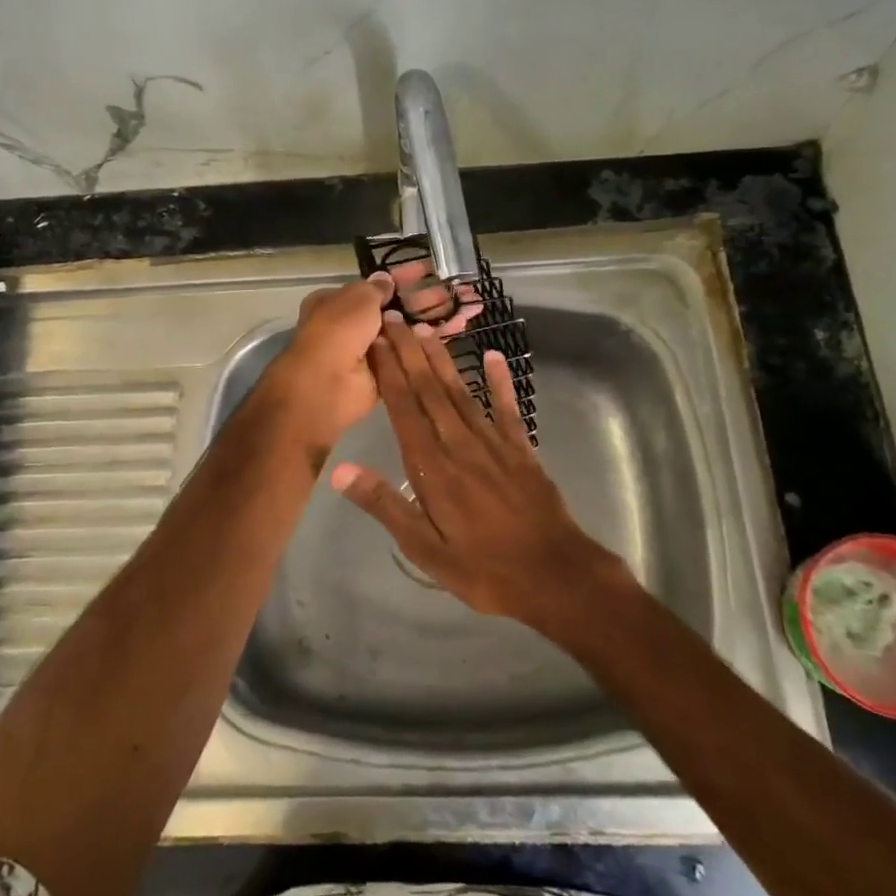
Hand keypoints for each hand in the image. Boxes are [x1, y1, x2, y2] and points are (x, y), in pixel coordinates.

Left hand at [260, 265, 486, 458]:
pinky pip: (409, 356)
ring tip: (465, 310)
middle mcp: (351, 326)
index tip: (428, 272)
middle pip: (393, 310)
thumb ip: (376, 288)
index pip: (374, 287)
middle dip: (424, 301)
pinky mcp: (384, 375)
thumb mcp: (358, 298)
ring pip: (405, 333)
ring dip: (432, 321)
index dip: (401, 279)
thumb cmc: (338, 330)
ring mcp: (368, 353)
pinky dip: (428, 346)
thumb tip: (386, 279)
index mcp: (336, 303)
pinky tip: (455, 332)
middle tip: (455, 292)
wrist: (327, 384)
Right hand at [328, 313, 627, 632]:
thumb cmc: (482, 569)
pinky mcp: (521, 450)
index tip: (374, 340)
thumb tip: (340, 471)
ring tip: (425, 329)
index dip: (388, 371)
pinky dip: (500, 381)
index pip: (403, 409)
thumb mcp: (424, 548)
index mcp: (432, 468)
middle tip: (393, 319)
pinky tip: (494, 356)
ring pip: (461, 392)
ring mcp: (494, 443)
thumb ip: (384, 504)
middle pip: (429, 390)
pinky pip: (508, 408)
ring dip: (442, 360)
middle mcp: (460, 444)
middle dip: (409, 353)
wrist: (555, 576)